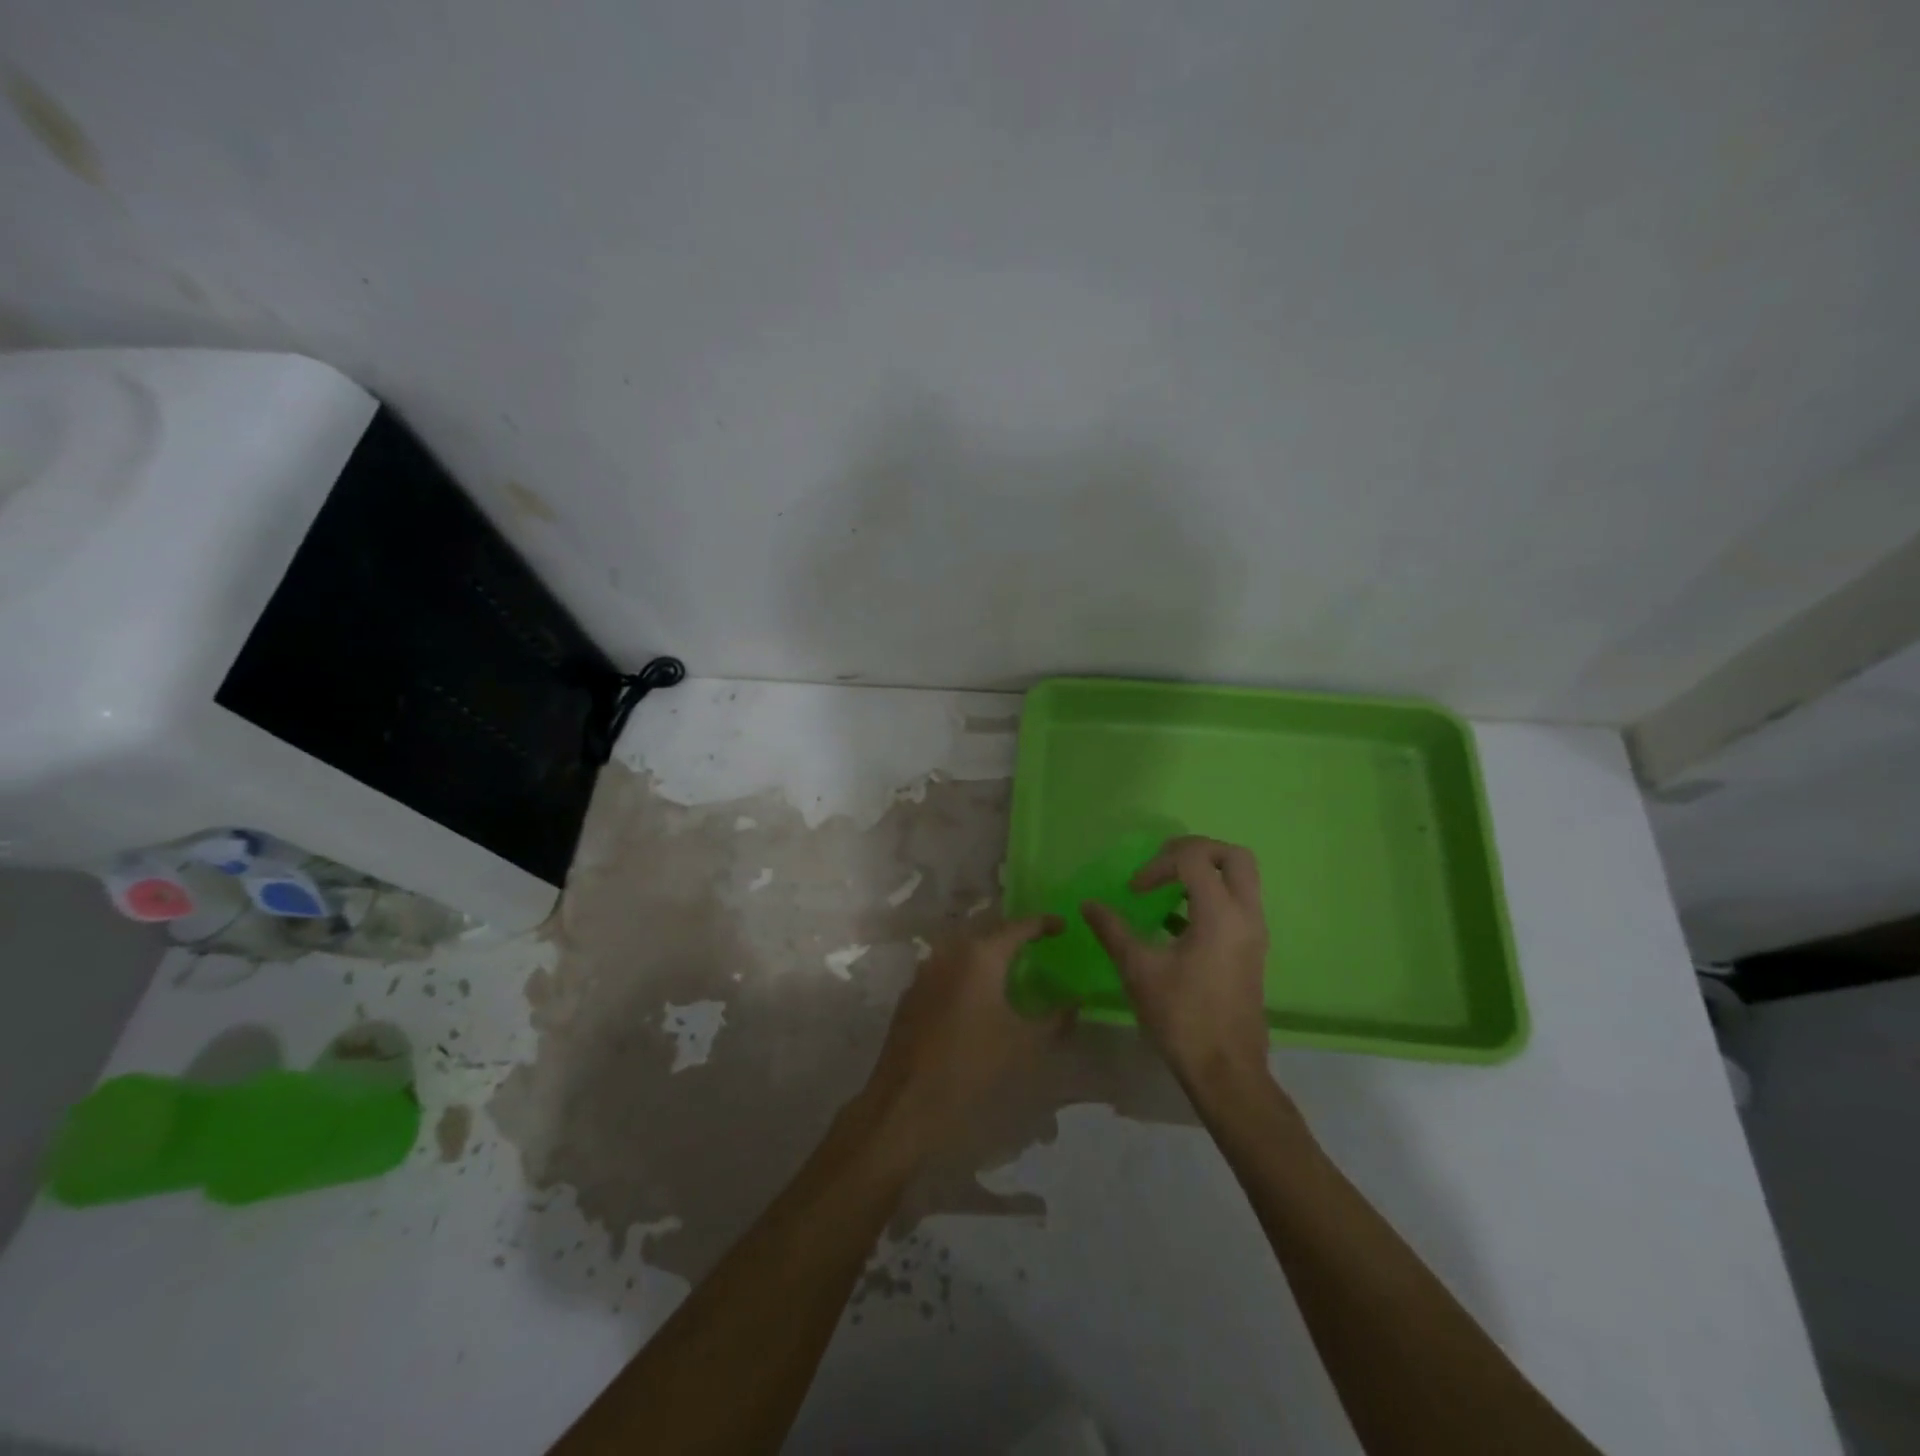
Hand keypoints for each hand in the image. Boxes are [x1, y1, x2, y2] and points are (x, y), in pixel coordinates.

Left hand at [861, 917, 1066, 1154]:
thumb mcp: (1024, 1045)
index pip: (1018, 927)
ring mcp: (925, 971)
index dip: (1043, 923)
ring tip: (1010, 966)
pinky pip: (945, 969)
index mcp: (980, 956)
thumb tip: (1076, 1002)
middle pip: (987, 932)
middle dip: (1012, 934)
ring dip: (987, 953)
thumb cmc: (971, 1067)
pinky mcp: (911, 993)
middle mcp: (949, 952)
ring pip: (962, 949)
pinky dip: (966, 972)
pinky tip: (977, 994)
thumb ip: (1055, 1019)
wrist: (906, 1101)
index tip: (1063, 925)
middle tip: (1037, 942)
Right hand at [1082, 836, 1270, 1096]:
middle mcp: (1246, 915)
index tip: (1135, 890)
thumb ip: (1113, 930)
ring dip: (1204, 874)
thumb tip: (1089, 905)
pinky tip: (1174, 922)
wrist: (1226, 1071)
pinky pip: (1237, 904)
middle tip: (1163, 865)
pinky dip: (1210, 897)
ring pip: (1241, 879)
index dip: (1159, 864)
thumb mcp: (1138, 970)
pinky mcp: (1252, 950)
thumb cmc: (1182, 1018)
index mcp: (1221, 914)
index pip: (1195, 859)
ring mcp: (1254, 933)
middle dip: (1196, 851)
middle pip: (1234, 856)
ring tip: (1166, 889)